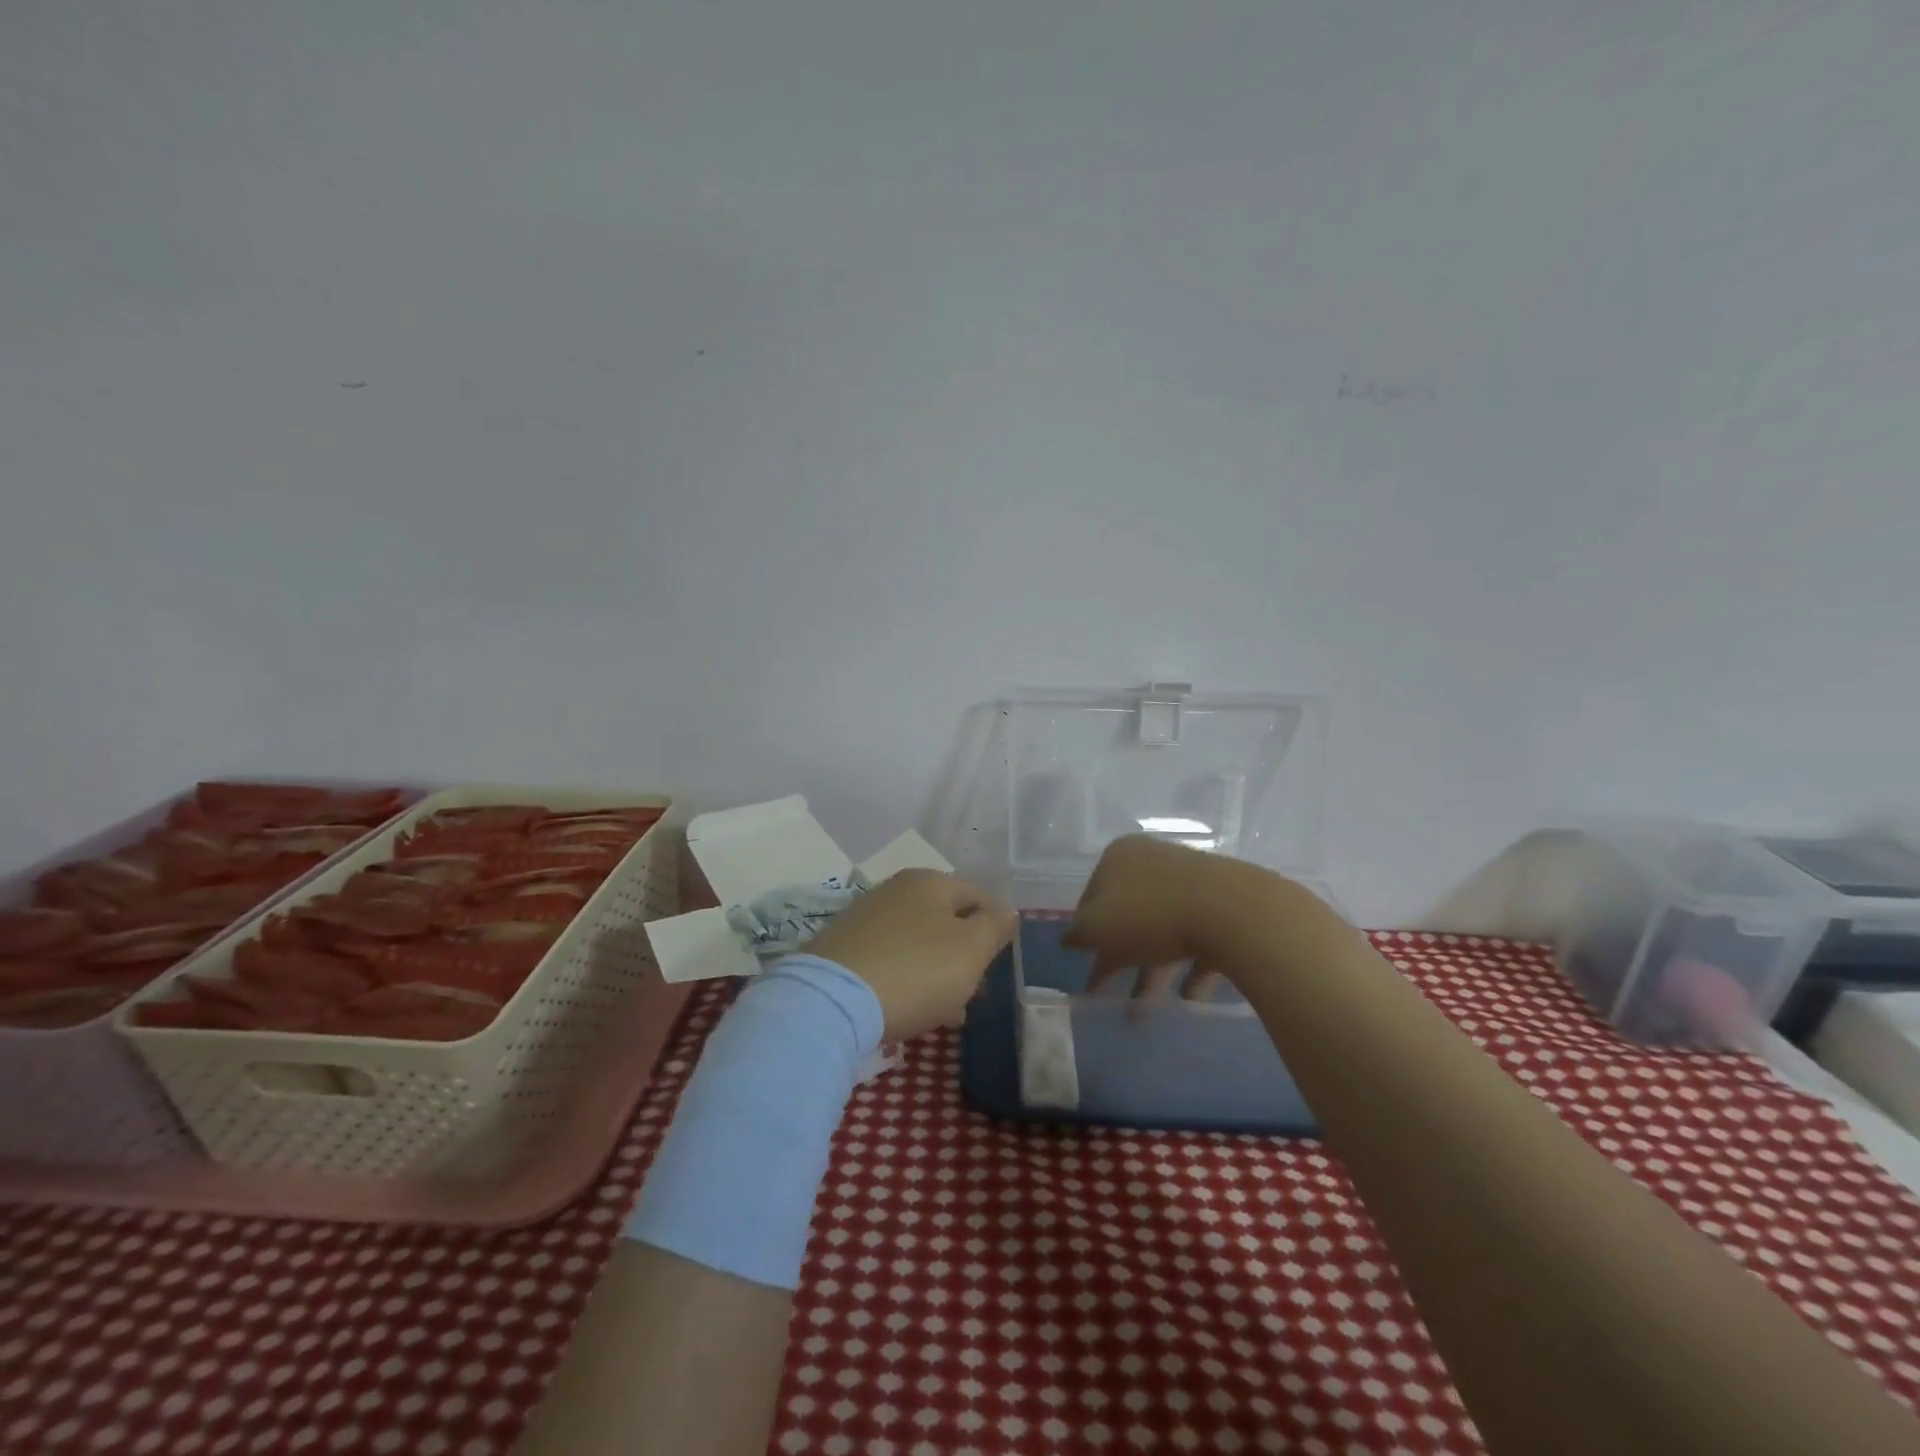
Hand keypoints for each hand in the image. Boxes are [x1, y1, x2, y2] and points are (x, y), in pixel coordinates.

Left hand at [806, 869, 1015, 1039]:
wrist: (831, 1002)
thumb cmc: (916, 971)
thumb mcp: (971, 950)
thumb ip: (995, 927)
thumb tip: (1007, 912)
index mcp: (930, 881)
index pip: (979, 896)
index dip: (996, 928)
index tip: (1000, 965)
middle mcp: (896, 890)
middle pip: (947, 920)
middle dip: (965, 956)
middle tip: (976, 994)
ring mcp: (866, 918)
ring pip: (919, 943)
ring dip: (938, 973)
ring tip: (948, 1012)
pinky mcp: (843, 948)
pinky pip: (891, 960)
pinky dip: (908, 980)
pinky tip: (911, 1009)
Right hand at [1062, 835, 1233, 1005]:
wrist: (1231, 912)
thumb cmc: (1150, 915)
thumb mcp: (1096, 928)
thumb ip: (1077, 934)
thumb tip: (1068, 938)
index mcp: (1118, 857)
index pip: (1091, 897)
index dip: (1085, 933)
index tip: (1085, 966)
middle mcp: (1154, 861)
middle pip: (1129, 915)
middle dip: (1120, 960)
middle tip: (1111, 997)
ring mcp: (1192, 881)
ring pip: (1164, 930)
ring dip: (1153, 972)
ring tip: (1147, 1013)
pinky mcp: (1224, 905)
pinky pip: (1200, 939)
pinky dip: (1191, 969)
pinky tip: (1190, 997)